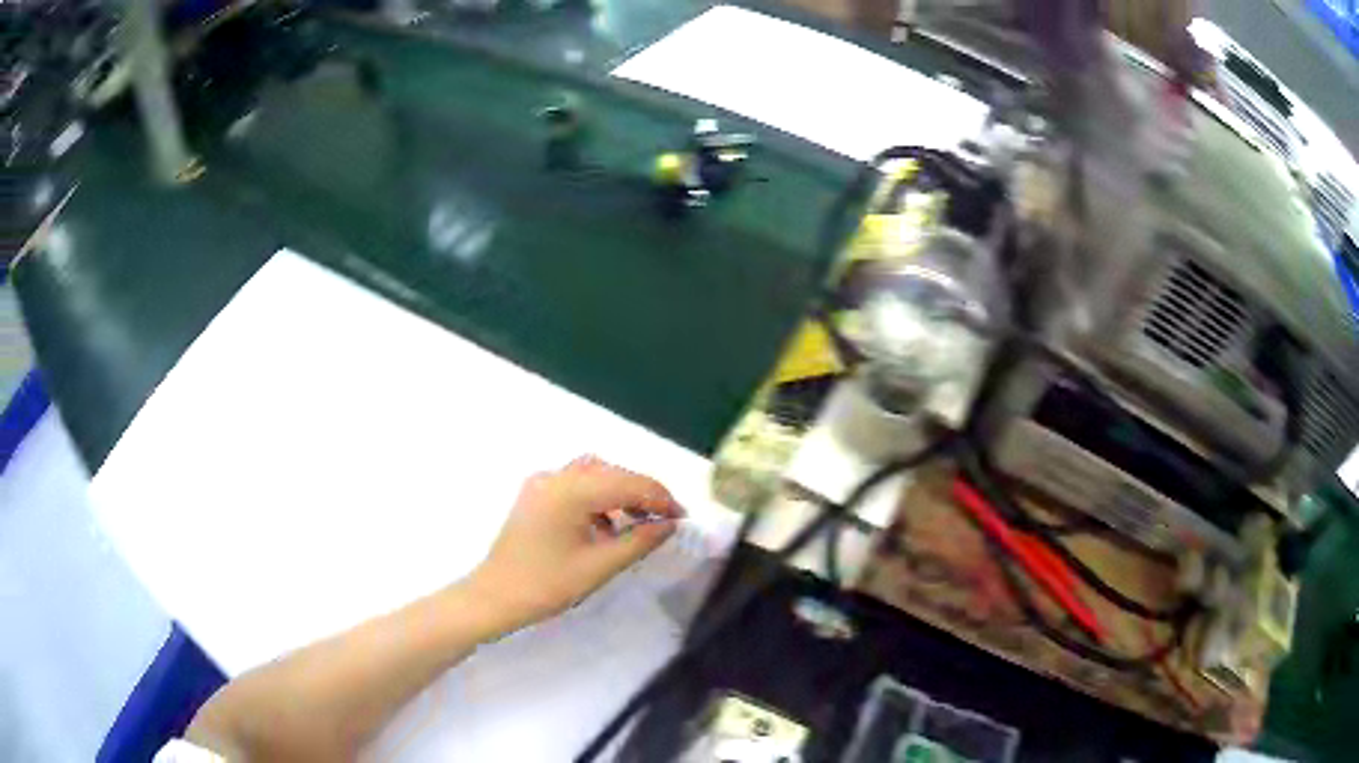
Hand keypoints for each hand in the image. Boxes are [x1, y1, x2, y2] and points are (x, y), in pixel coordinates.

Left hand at [466, 456, 683, 630]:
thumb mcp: (599, 566)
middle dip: (641, 491)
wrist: (494, 596)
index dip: (659, 497)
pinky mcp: (534, 495)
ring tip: (640, 520)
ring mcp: (541, 483)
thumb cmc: (546, 585)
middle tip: (666, 518)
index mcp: (570, 491)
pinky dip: (597, 497)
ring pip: (593, 474)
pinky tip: (606, 526)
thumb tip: (669, 524)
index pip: (627, 482)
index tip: (682, 517)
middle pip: (611, 472)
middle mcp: (555, 476)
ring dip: (619, 491)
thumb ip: (639, 541)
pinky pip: (574, 484)